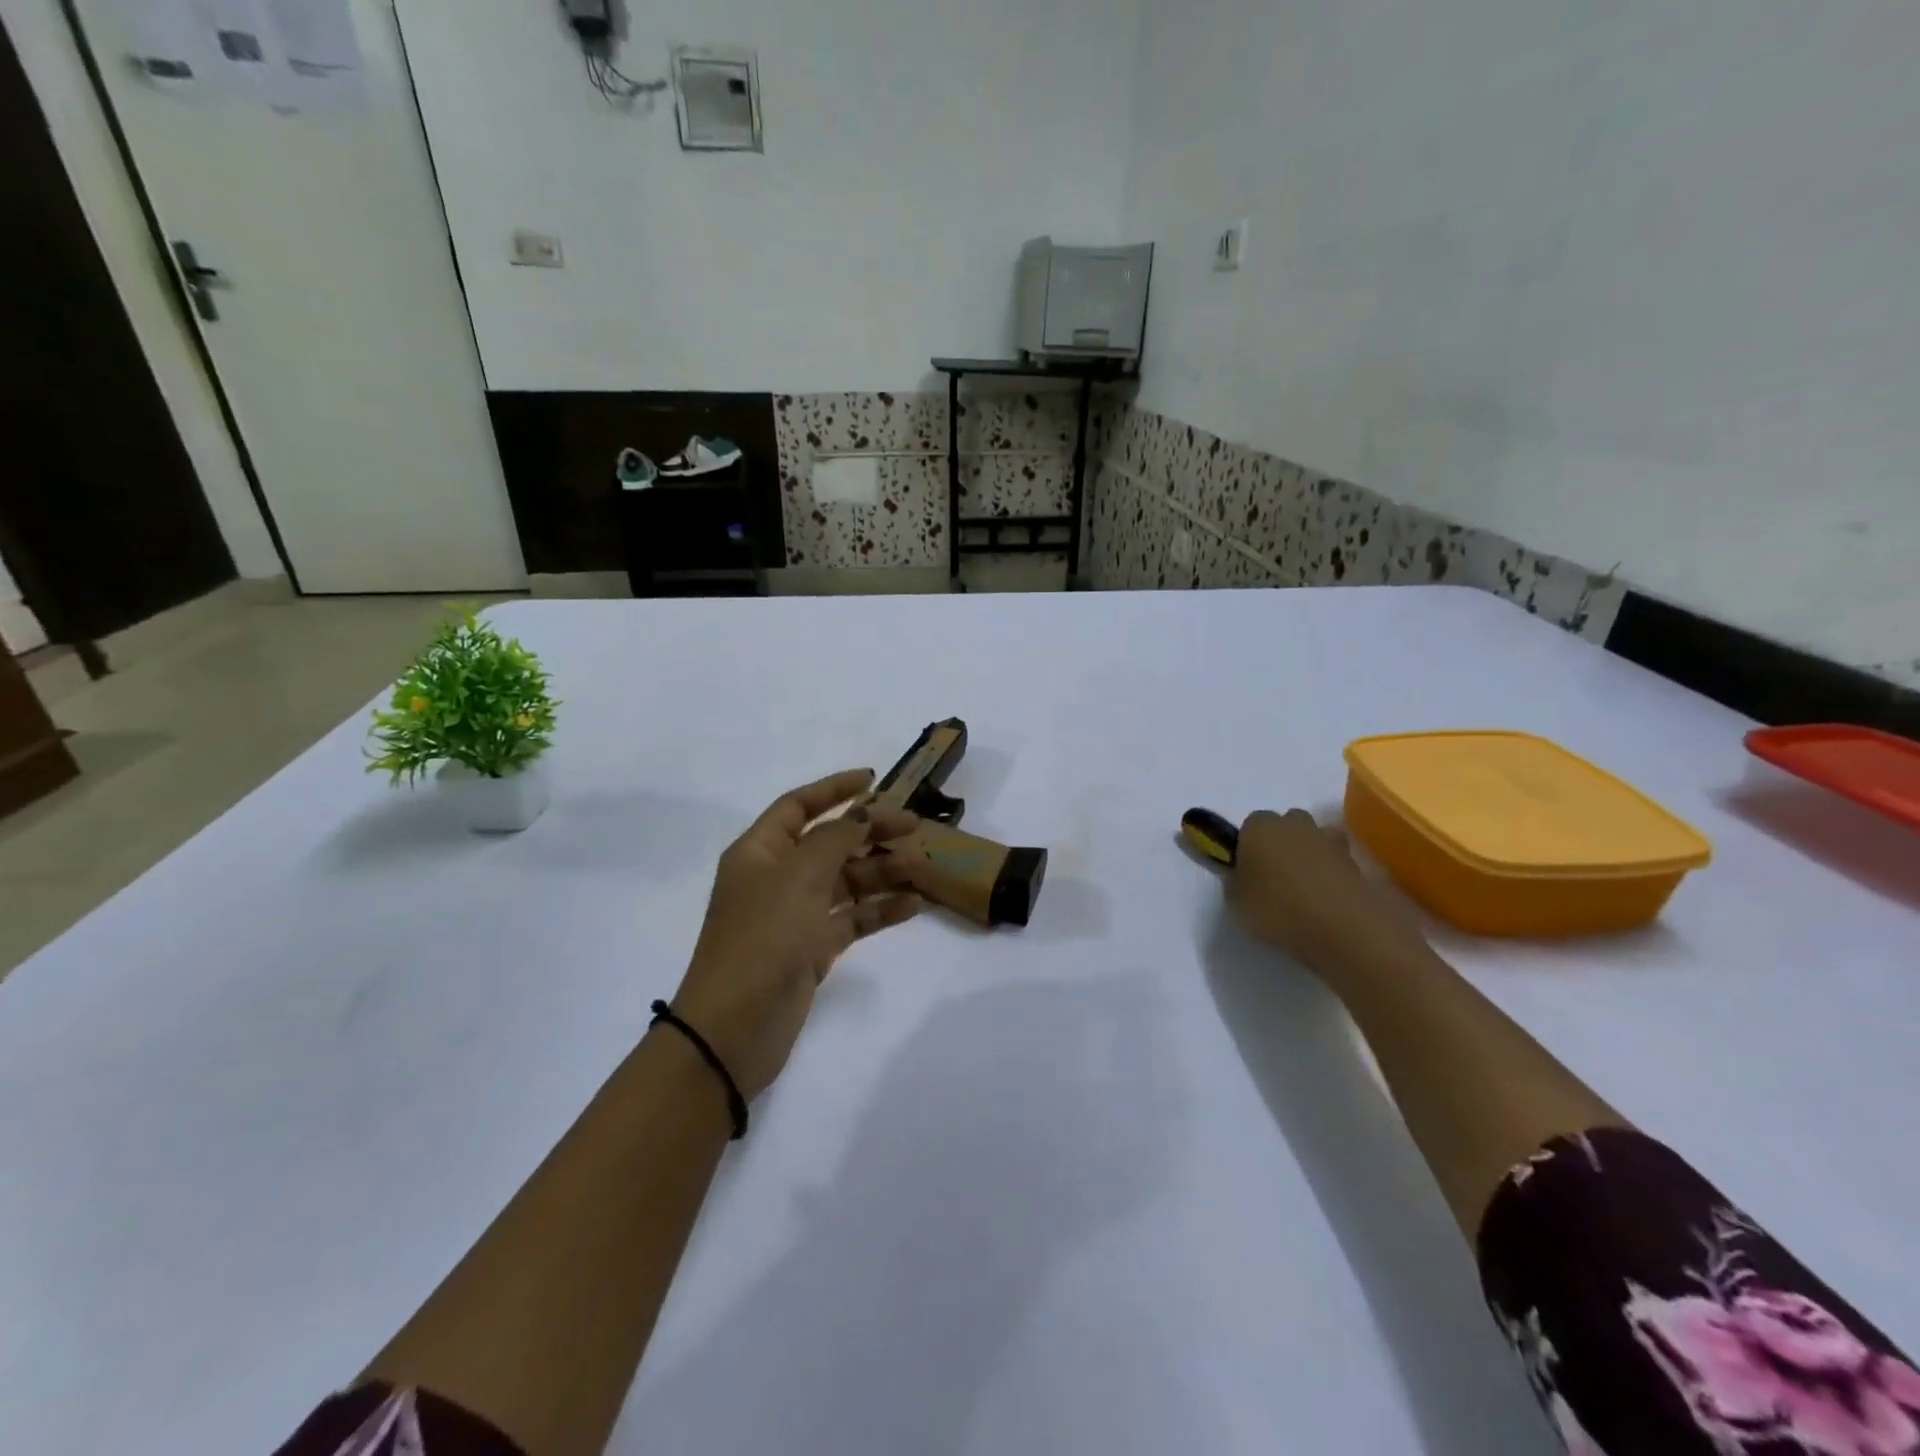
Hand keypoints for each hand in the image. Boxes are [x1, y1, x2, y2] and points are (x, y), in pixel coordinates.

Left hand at [667, 768, 922, 1100]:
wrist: (734, 1028)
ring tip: (922, 870)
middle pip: (829, 842)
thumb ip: (836, 839)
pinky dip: (879, 910)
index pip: (799, 806)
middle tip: (915, 827)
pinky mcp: (811, 948)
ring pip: (845, 881)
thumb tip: (862, 815)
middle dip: (871, 832)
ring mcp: (795, 914)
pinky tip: (913, 906)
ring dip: (881, 872)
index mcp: (760, 851)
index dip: (835, 789)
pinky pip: (851, 918)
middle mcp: (776, 877)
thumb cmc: (763, 938)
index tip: (874, 779)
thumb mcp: (799, 876)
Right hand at [1227, 809, 1427, 979]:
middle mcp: (1294, 824)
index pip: (1249, 825)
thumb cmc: (1277, 908)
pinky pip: (1335, 861)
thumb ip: (1235, 882)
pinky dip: (1330, 873)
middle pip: (1286, 825)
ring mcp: (1328, 840)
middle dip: (1281, 843)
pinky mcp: (1355, 861)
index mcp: (1259, 827)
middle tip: (1275, 876)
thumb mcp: (1236, 902)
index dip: (1248, 845)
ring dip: (1309, 854)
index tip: (1248, 870)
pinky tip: (1324, 898)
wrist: (1341, 926)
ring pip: (1314, 839)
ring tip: (1303, 887)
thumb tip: (1241, 877)